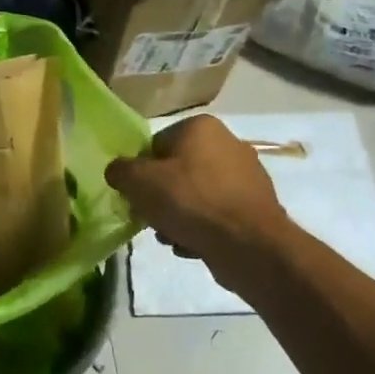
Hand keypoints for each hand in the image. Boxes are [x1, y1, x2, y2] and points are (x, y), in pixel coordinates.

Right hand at [105, 115, 293, 296]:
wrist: (249, 245)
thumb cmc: (190, 202)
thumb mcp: (139, 182)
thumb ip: (120, 171)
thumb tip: (118, 172)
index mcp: (201, 127)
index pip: (155, 145)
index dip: (141, 173)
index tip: (137, 196)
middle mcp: (228, 144)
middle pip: (175, 172)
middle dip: (160, 198)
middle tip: (152, 219)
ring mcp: (246, 176)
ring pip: (194, 196)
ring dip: (178, 217)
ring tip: (172, 237)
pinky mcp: (256, 207)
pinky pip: (215, 215)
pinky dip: (202, 229)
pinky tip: (194, 246)